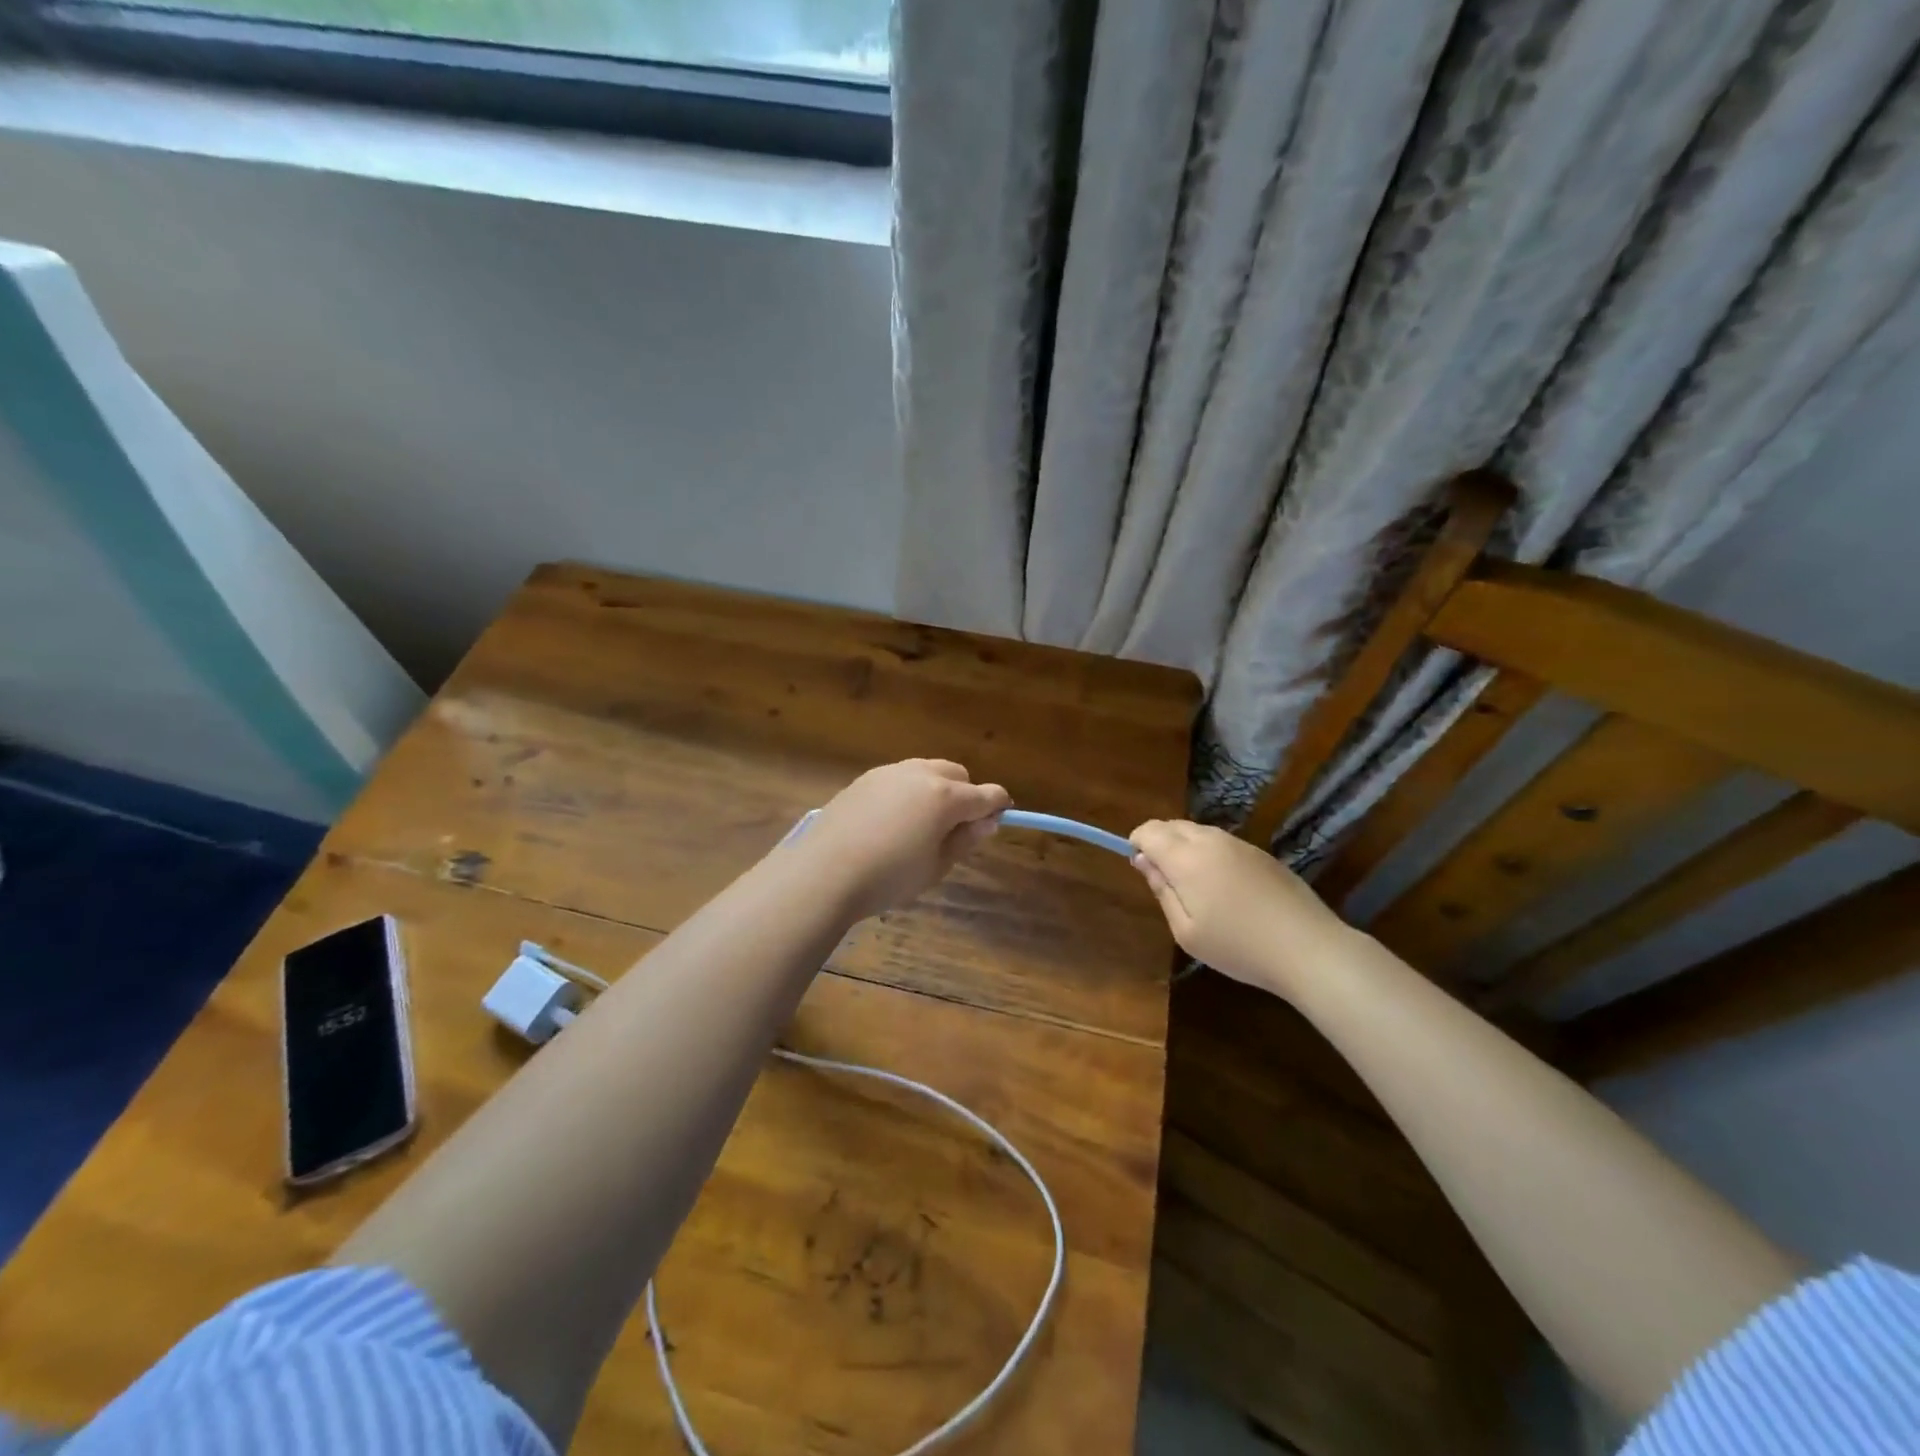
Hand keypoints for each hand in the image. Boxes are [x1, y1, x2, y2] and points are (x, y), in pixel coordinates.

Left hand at [793, 760, 1011, 920]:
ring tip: (923, 823)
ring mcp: (890, 773)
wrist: (824, 872)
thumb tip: (987, 821)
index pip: (987, 794)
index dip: (999, 806)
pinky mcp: (865, 779)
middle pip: (957, 774)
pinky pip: (900, 777)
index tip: (999, 819)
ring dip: (937, 789)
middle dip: (966, 794)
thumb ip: (965, 840)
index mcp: (945, 797)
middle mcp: (921, 775)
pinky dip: (909, 791)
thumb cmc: (889, 877)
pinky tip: (893, 820)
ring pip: (927, 770)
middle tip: (956, 827)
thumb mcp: (936, 866)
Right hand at [1129, 819, 1353, 996]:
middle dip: (1159, 842)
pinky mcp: (1261, 853)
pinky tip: (1224, 888)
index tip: (1141, 869)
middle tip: (1165, 880)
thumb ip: (1162, 890)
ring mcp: (1239, 844)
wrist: (1308, 948)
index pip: (1149, 831)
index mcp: (1186, 858)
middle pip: (1173, 825)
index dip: (1137, 844)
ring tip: (1194, 886)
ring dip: (1185, 846)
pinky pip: (1222, 842)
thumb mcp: (1187, 931)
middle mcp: (1211, 841)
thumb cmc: (1238, 946)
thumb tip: (1143, 861)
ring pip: (1198, 831)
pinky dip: (1210, 853)